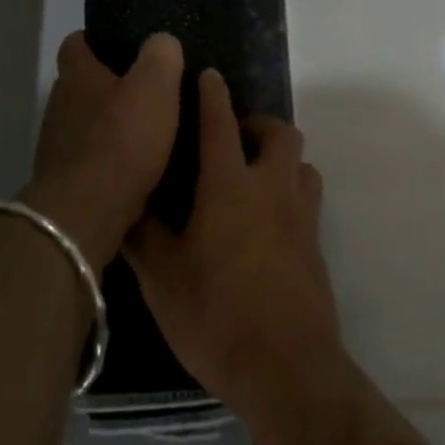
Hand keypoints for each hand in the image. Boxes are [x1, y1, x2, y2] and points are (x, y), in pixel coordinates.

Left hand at [22, 31, 182, 271]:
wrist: (87, 212)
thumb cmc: (122, 140)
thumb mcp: (155, 87)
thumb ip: (161, 57)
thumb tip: (162, 42)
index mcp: (77, 76)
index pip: (76, 44)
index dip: (96, 40)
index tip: (123, 45)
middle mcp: (60, 105)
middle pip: (82, 85)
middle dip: (110, 86)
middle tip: (148, 91)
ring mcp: (57, 145)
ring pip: (86, 124)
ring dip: (110, 127)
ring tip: (148, 133)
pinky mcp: (65, 180)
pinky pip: (90, 160)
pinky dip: (109, 160)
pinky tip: (137, 169)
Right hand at [126, 68, 340, 411]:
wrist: (285, 368)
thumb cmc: (215, 316)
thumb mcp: (161, 277)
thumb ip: (142, 234)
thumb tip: (127, 203)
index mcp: (230, 186)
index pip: (221, 124)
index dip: (213, 95)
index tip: (207, 76)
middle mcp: (272, 189)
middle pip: (281, 133)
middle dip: (258, 124)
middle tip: (231, 141)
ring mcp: (302, 217)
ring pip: (301, 164)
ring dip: (280, 158)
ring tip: (251, 178)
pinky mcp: (316, 246)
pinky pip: (306, 199)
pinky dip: (289, 192)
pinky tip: (265, 223)